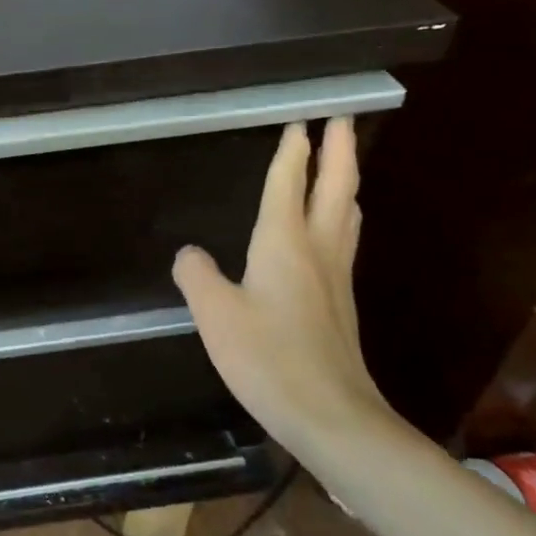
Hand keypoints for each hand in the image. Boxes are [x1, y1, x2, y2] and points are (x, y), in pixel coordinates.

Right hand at [172, 119, 396, 459]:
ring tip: (343, 165)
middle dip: (338, 151)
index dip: (293, 152)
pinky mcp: (340, 305)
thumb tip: (189, 253)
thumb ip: (196, 275)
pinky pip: (343, 241)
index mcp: (284, 244)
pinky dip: (341, 217)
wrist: (331, 416)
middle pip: (336, 189)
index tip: (301, 121)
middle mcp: (317, 252)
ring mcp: (336, 279)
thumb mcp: (214, 314)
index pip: (289, 185)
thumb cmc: (267, 358)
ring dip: (346, 182)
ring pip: (346, 215)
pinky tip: (334, 229)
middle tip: (341, 119)